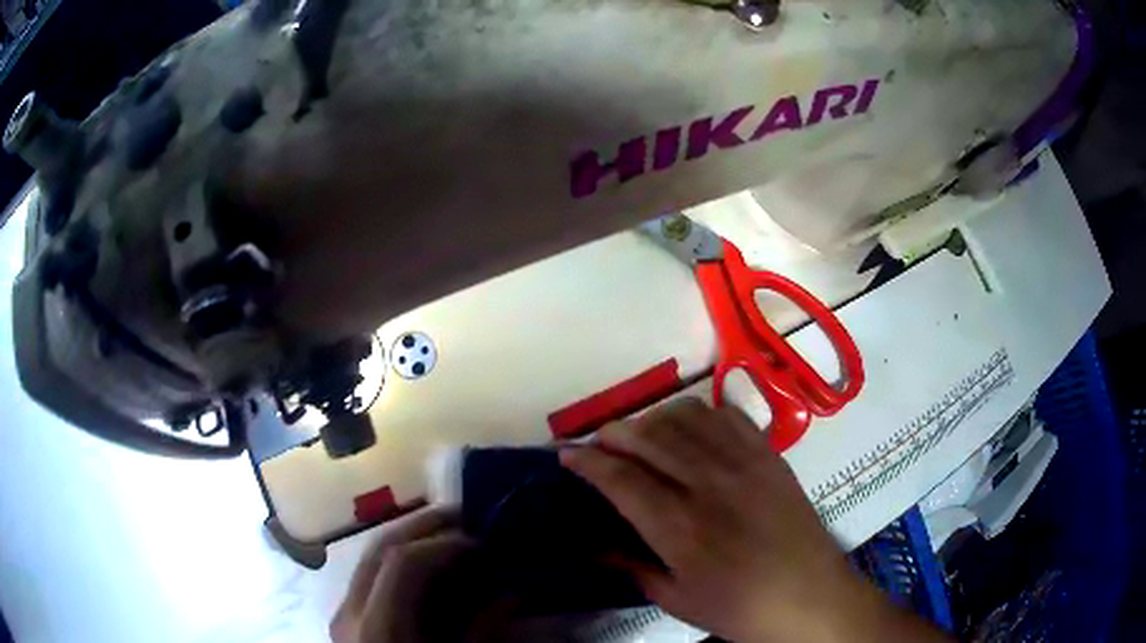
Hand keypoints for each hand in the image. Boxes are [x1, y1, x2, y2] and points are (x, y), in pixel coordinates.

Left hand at [330, 506, 473, 642]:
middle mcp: (350, 612)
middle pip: (379, 549)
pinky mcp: (343, 619)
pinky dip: (396, 564)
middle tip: (463, 517)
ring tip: (445, 535)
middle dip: (422, 526)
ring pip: (369, 558)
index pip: (402, 562)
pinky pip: (368, 578)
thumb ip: (482, 631)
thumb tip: (510, 595)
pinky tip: (422, 569)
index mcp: (378, 627)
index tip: (478, 542)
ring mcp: (341, 613)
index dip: (442, 543)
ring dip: (408, 540)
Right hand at [561, 398, 948, 642]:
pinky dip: (702, 414)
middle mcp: (710, 486)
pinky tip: (693, 427)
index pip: (622, 480)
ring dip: (655, 418)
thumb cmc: (740, 609)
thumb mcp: (677, 601)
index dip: (588, 462)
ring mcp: (745, 465)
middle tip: (597, 438)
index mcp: (681, 529)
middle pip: (651, 439)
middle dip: (615, 432)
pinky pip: (730, 417)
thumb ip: (634, 568)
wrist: (811, 597)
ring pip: (688, 418)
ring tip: (642, 432)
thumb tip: (596, 546)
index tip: (567, 455)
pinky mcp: (770, 457)